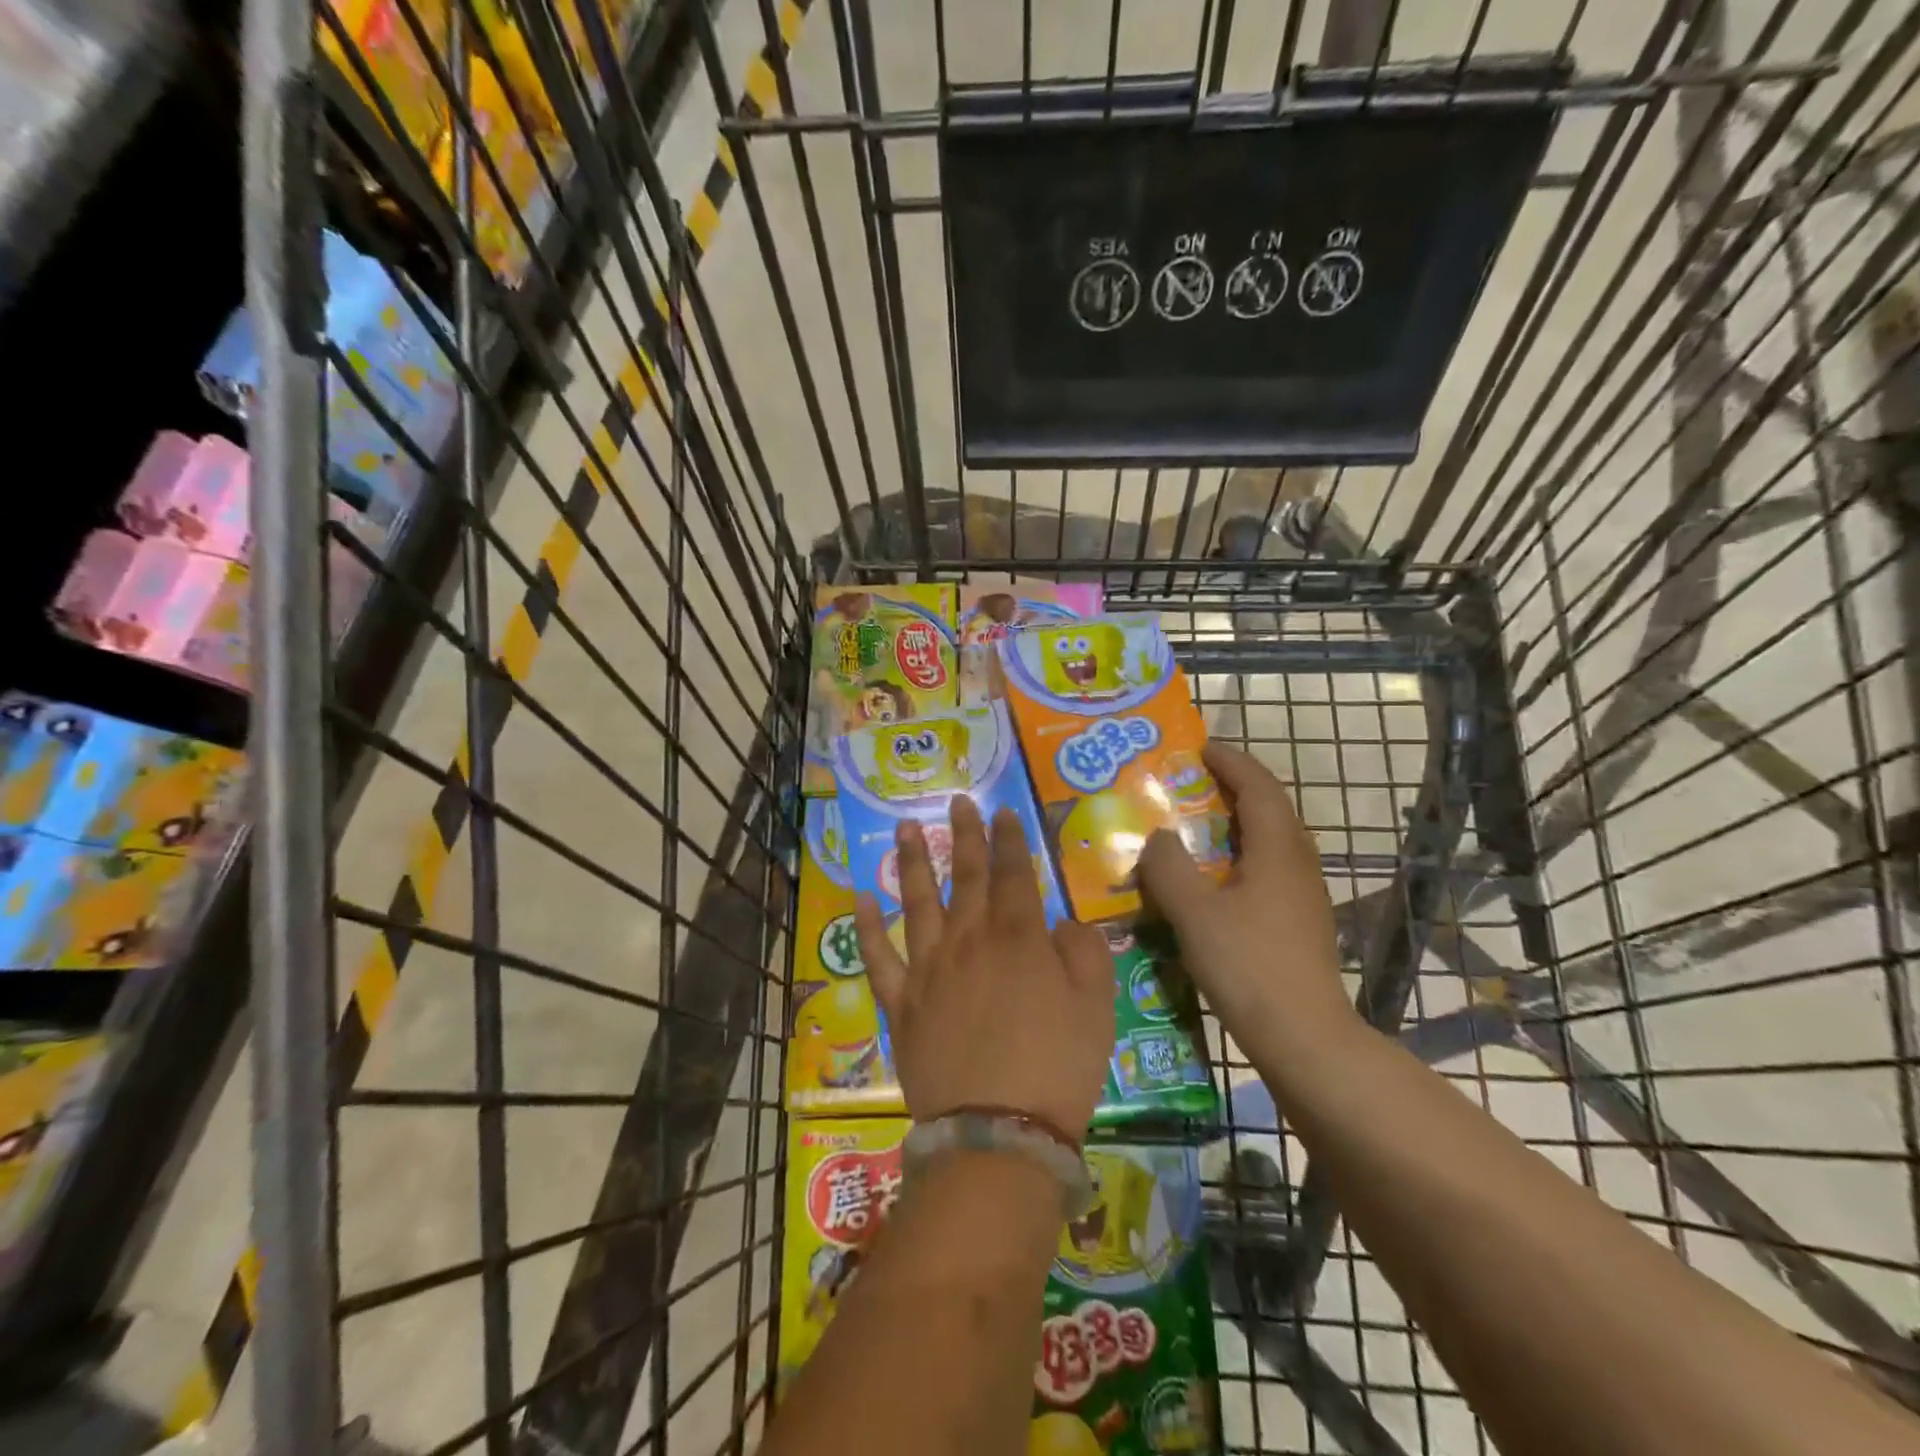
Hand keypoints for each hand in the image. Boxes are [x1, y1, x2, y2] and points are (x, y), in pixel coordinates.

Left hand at [856, 797, 1115, 1138]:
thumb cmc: (1058, 1068)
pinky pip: (878, 957)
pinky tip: (859, 897)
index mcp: (1018, 937)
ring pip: (918, 902)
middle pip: (966, 876)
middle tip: (957, 801)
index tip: (1002, 811)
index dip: (1009, 839)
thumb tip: (1063, 922)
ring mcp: (929, 969)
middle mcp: (969, 940)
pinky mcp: (902, 1003)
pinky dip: (866, 926)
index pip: (1013, 873)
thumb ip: (1084, 951)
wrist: (997, 1133)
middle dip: (963, 835)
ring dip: (912, 862)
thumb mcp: (1098, 1007)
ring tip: (904, 828)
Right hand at [1137, 742, 1358, 1067]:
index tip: (1198, 748)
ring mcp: (1304, 894)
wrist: (1304, 1038)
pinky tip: (1212, 879)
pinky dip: (1239, 855)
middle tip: (1189, 783)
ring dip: (1236, 822)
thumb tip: (1157, 837)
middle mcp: (1298, 863)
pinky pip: (1268, 868)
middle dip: (1232, 787)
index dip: (1230, 761)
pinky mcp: (1300, 921)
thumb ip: (1168, 868)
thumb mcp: (1193, 913)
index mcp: (1278, 850)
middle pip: (1269, 808)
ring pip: (1270, 841)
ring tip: (1194, 825)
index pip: (1258, 786)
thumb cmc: (1248, 966)